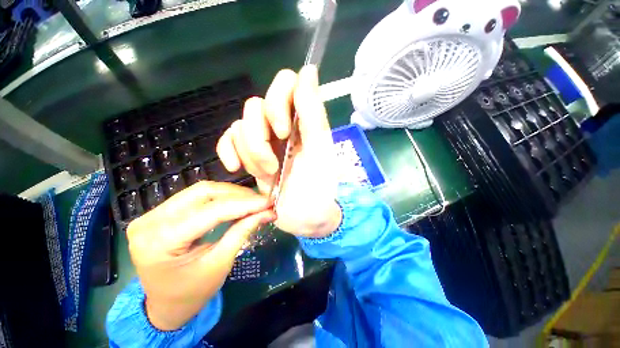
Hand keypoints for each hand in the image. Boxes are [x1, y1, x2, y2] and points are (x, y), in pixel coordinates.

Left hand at [126, 181, 274, 330]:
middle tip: (262, 201)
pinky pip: (195, 197)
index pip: (211, 211)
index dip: (245, 204)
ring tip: (252, 201)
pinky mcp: (159, 212)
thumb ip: (243, 231)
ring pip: (201, 191)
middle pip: (204, 193)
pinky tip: (236, 202)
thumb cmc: (192, 293)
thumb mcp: (221, 263)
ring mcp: (152, 214)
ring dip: (231, 194)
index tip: (268, 202)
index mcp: (160, 241)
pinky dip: (220, 197)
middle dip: (238, 195)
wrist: (165, 305)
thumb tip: (268, 212)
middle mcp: (150, 221)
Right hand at [217, 66, 340, 237]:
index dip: (279, 100)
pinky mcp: (249, 156)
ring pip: (241, 126)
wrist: (305, 217)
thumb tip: (308, 69)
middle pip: (256, 105)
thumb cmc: (318, 187)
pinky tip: (235, 168)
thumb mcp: (320, 150)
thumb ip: (313, 112)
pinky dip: (228, 151)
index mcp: (302, 121)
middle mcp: (282, 125)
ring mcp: (264, 141)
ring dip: (252, 154)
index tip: (285, 131)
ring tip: (269, 174)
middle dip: (261, 137)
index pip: (286, 83)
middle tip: (276, 162)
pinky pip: (227, 140)